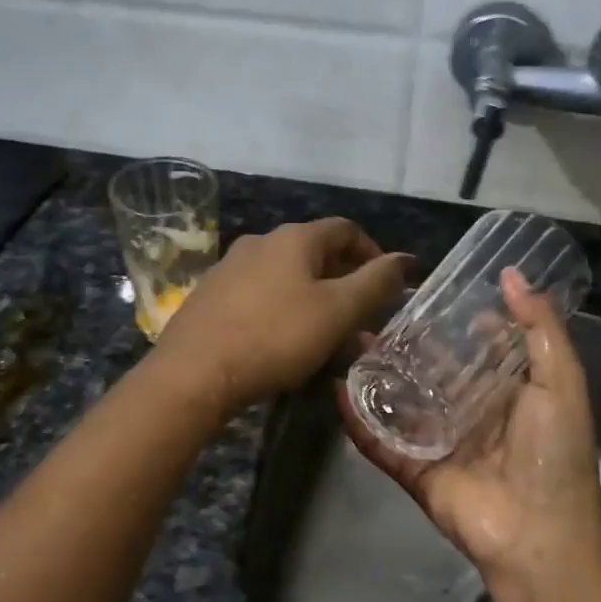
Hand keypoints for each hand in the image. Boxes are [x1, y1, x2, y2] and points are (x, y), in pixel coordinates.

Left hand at [153, 217, 411, 413]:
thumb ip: (376, 283)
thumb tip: (406, 259)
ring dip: (313, 299)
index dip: (373, 253)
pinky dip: (282, 310)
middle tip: (360, 318)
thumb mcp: (337, 312)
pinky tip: (283, 341)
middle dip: (344, 282)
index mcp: (294, 238)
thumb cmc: (275, 337)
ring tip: (326, 336)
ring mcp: (230, 267)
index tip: (387, 286)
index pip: (346, 230)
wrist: (194, 371)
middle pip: (315, 253)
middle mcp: (260, 241)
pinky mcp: (210, 295)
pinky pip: (259, 295)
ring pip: (286, 277)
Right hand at [338, 269, 600, 588]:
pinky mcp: (413, 470)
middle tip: (374, 317)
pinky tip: (337, 391)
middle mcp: (469, 414)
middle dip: (405, 348)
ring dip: (376, 377)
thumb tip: (511, 275)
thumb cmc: (553, 452)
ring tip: (348, 344)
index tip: (425, 295)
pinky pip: (380, 442)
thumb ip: (538, 328)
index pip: (473, 350)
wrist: (538, 532)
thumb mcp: (559, 381)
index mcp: (505, 393)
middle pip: (430, 374)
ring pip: (400, 404)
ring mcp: (438, 443)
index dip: (452, 324)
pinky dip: (357, 420)